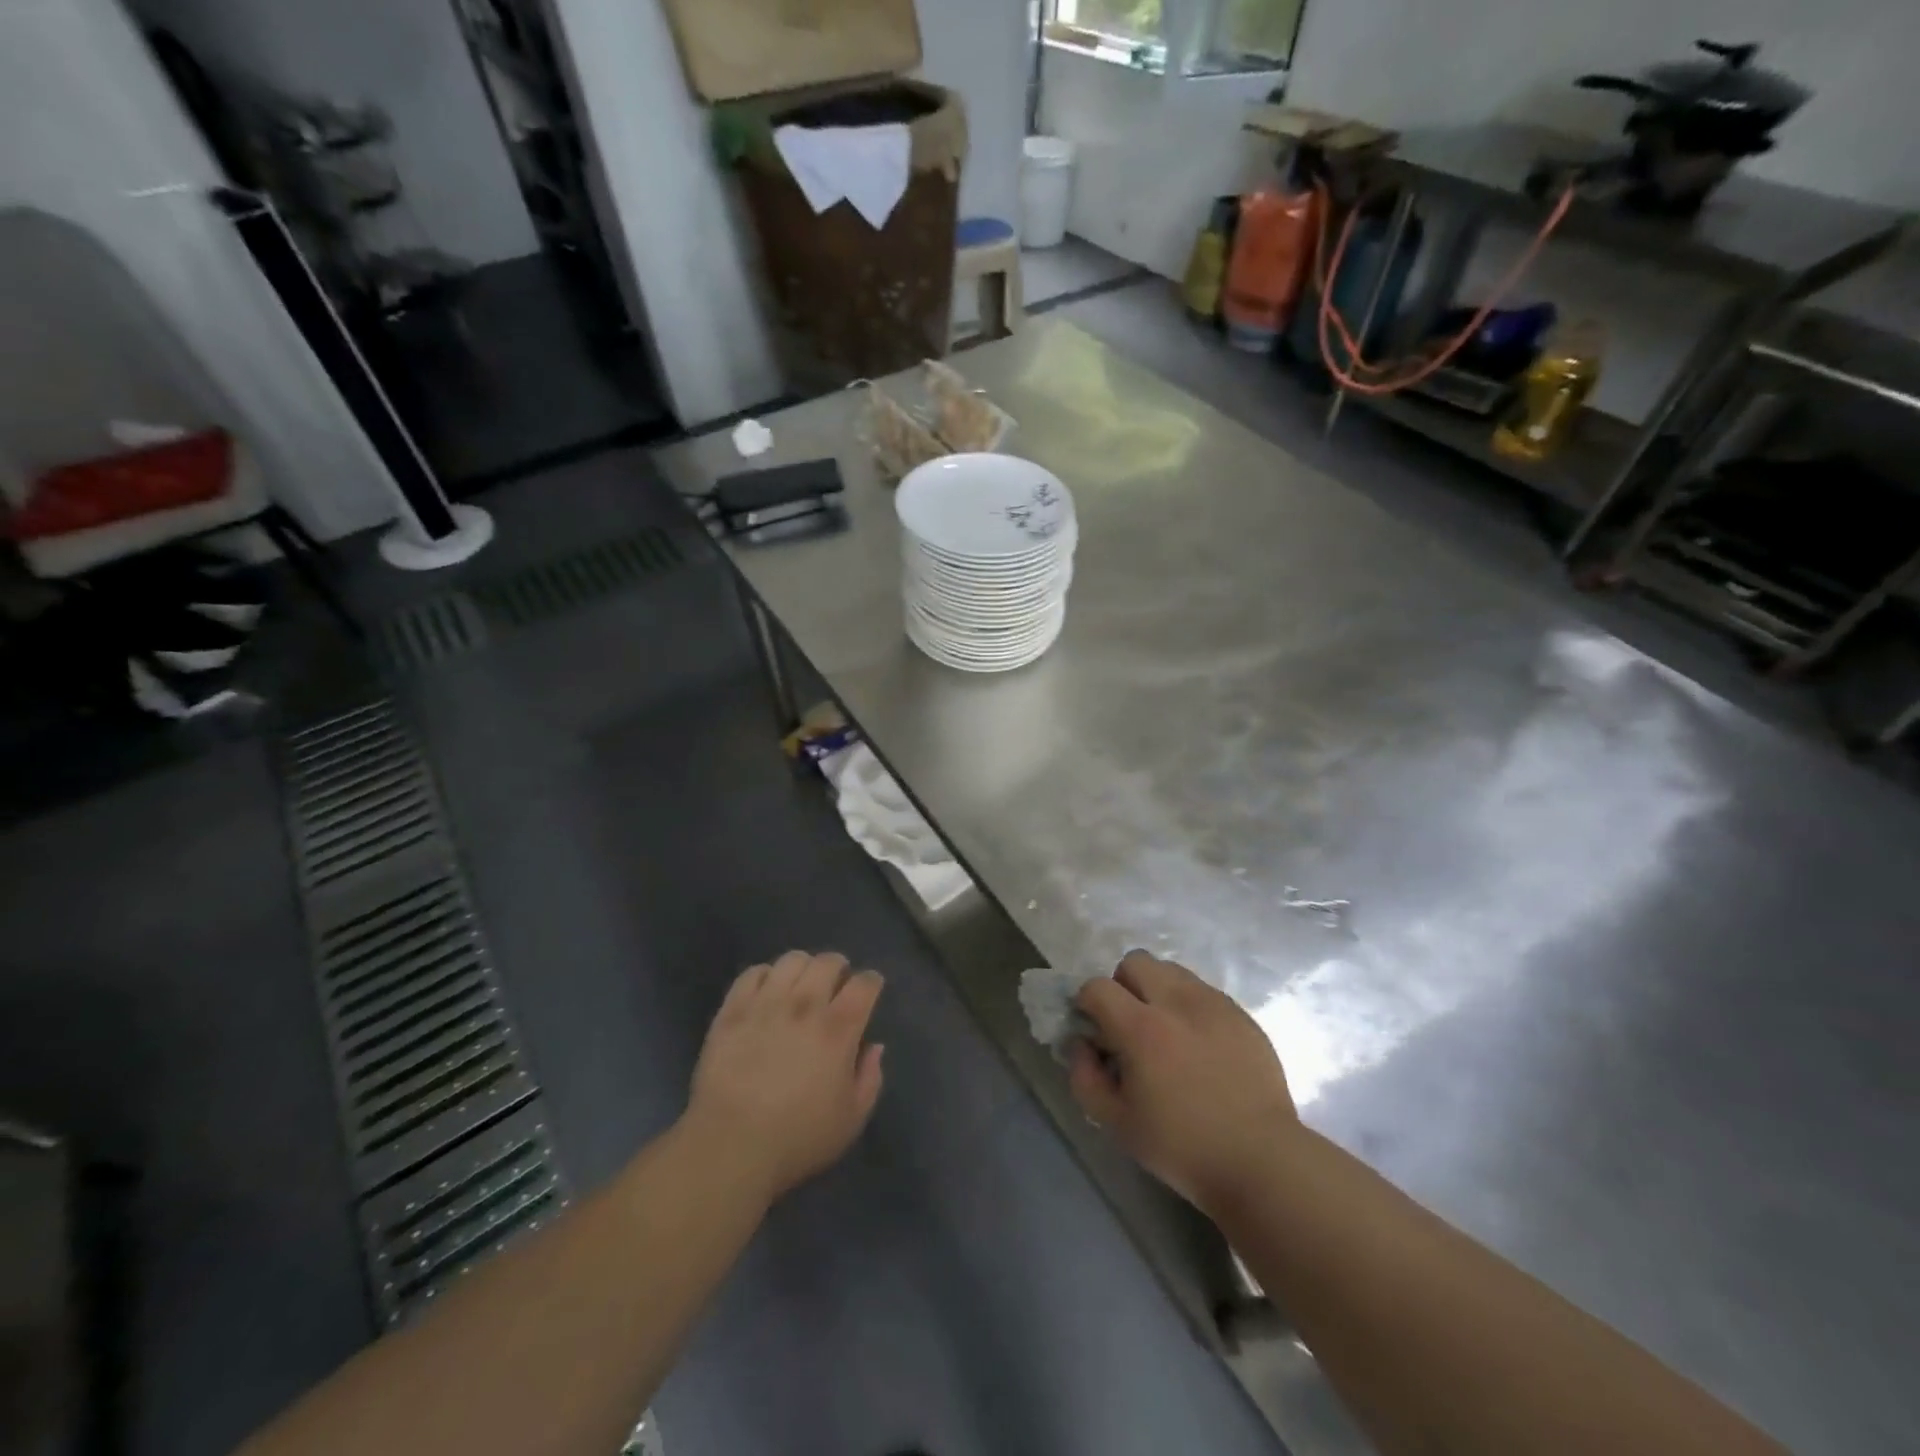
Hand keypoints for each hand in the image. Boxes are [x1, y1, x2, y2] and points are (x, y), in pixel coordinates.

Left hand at [686, 951, 884, 1202]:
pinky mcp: (733, 1011)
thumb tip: (874, 1046)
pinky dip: (765, 976)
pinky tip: (767, 993)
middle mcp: (805, 1005)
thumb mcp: (851, 1119)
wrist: (730, 1147)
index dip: (871, 982)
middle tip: (836, 985)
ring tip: (801, 985)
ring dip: (803, 968)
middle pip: (828, 961)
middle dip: (838, 968)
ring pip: (792, 960)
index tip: (870, 990)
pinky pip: (753, 974)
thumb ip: (869, 1078)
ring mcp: (766, 1004)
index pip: (865, 984)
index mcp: (839, 1029)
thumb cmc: (798, 1138)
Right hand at [1068, 951, 1299, 1216]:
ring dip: (1158, 991)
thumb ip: (1085, 1077)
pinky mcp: (1241, 1014)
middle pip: (1135, 961)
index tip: (1094, 1028)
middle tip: (1130, 1024)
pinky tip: (1199, 1046)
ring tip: (1166, 1032)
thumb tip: (1081, 1044)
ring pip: (1172, 971)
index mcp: (1142, 1028)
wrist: (1261, 1160)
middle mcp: (1176, 1003)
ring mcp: (1214, 1004)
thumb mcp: (1117, 1123)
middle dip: (1123, 985)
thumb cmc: (1182, 1147)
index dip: (1087, 1003)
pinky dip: (1190, 1007)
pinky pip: (1204, 992)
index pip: (1098, 987)